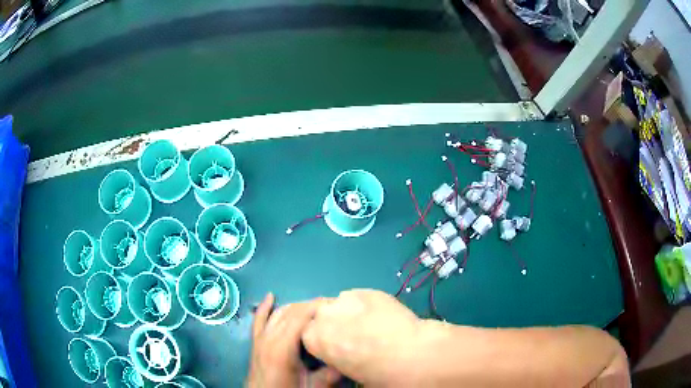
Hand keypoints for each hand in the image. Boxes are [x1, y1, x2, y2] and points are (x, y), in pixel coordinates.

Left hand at [247, 293, 340, 387]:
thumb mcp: (311, 386)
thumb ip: (329, 374)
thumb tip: (346, 359)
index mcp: (282, 347)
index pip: (301, 317)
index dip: (318, 307)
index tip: (336, 304)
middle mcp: (270, 337)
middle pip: (291, 312)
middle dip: (311, 305)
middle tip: (331, 305)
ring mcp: (261, 337)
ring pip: (278, 313)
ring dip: (296, 306)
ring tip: (315, 305)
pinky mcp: (256, 340)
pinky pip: (259, 319)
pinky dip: (265, 306)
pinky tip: (270, 296)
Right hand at [302, 289, 424, 385]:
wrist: (411, 354)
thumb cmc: (376, 372)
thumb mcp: (345, 371)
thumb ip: (333, 355)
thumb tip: (339, 352)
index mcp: (315, 338)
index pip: (308, 333)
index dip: (324, 341)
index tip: (337, 348)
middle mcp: (325, 315)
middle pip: (322, 315)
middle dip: (333, 324)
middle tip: (355, 336)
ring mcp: (347, 299)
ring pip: (341, 304)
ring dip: (349, 313)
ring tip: (371, 324)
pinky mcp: (368, 290)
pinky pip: (359, 298)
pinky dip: (365, 305)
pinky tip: (381, 316)